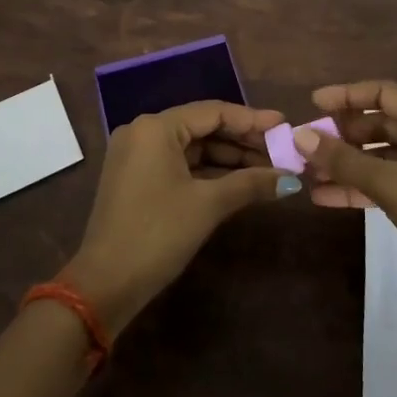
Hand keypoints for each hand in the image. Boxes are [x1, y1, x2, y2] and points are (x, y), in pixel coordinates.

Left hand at [65, 100, 300, 331]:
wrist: (105, 285)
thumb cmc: (157, 234)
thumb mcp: (207, 205)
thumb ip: (250, 183)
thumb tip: (291, 180)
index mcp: (156, 127)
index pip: (213, 112)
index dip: (252, 119)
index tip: (284, 125)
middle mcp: (143, 132)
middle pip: (203, 127)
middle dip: (243, 141)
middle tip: (282, 150)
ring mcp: (138, 155)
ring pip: (193, 148)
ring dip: (229, 159)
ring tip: (269, 168)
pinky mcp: (138, 178)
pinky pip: (180, 164)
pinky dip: (209, 172)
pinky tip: (240, 181)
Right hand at [296, 80, 396, 319]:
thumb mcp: (390, 183)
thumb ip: (343, 160)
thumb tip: (301, 135)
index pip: (383, 93)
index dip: (347, 95)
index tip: (314, 103)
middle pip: (381, 125)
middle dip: (343, 134)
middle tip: (308, 145)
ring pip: (382, 157)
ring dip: (347, 164)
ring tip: (309, 174)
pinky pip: (389, 183)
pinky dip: (361, 187)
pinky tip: (328, 198)